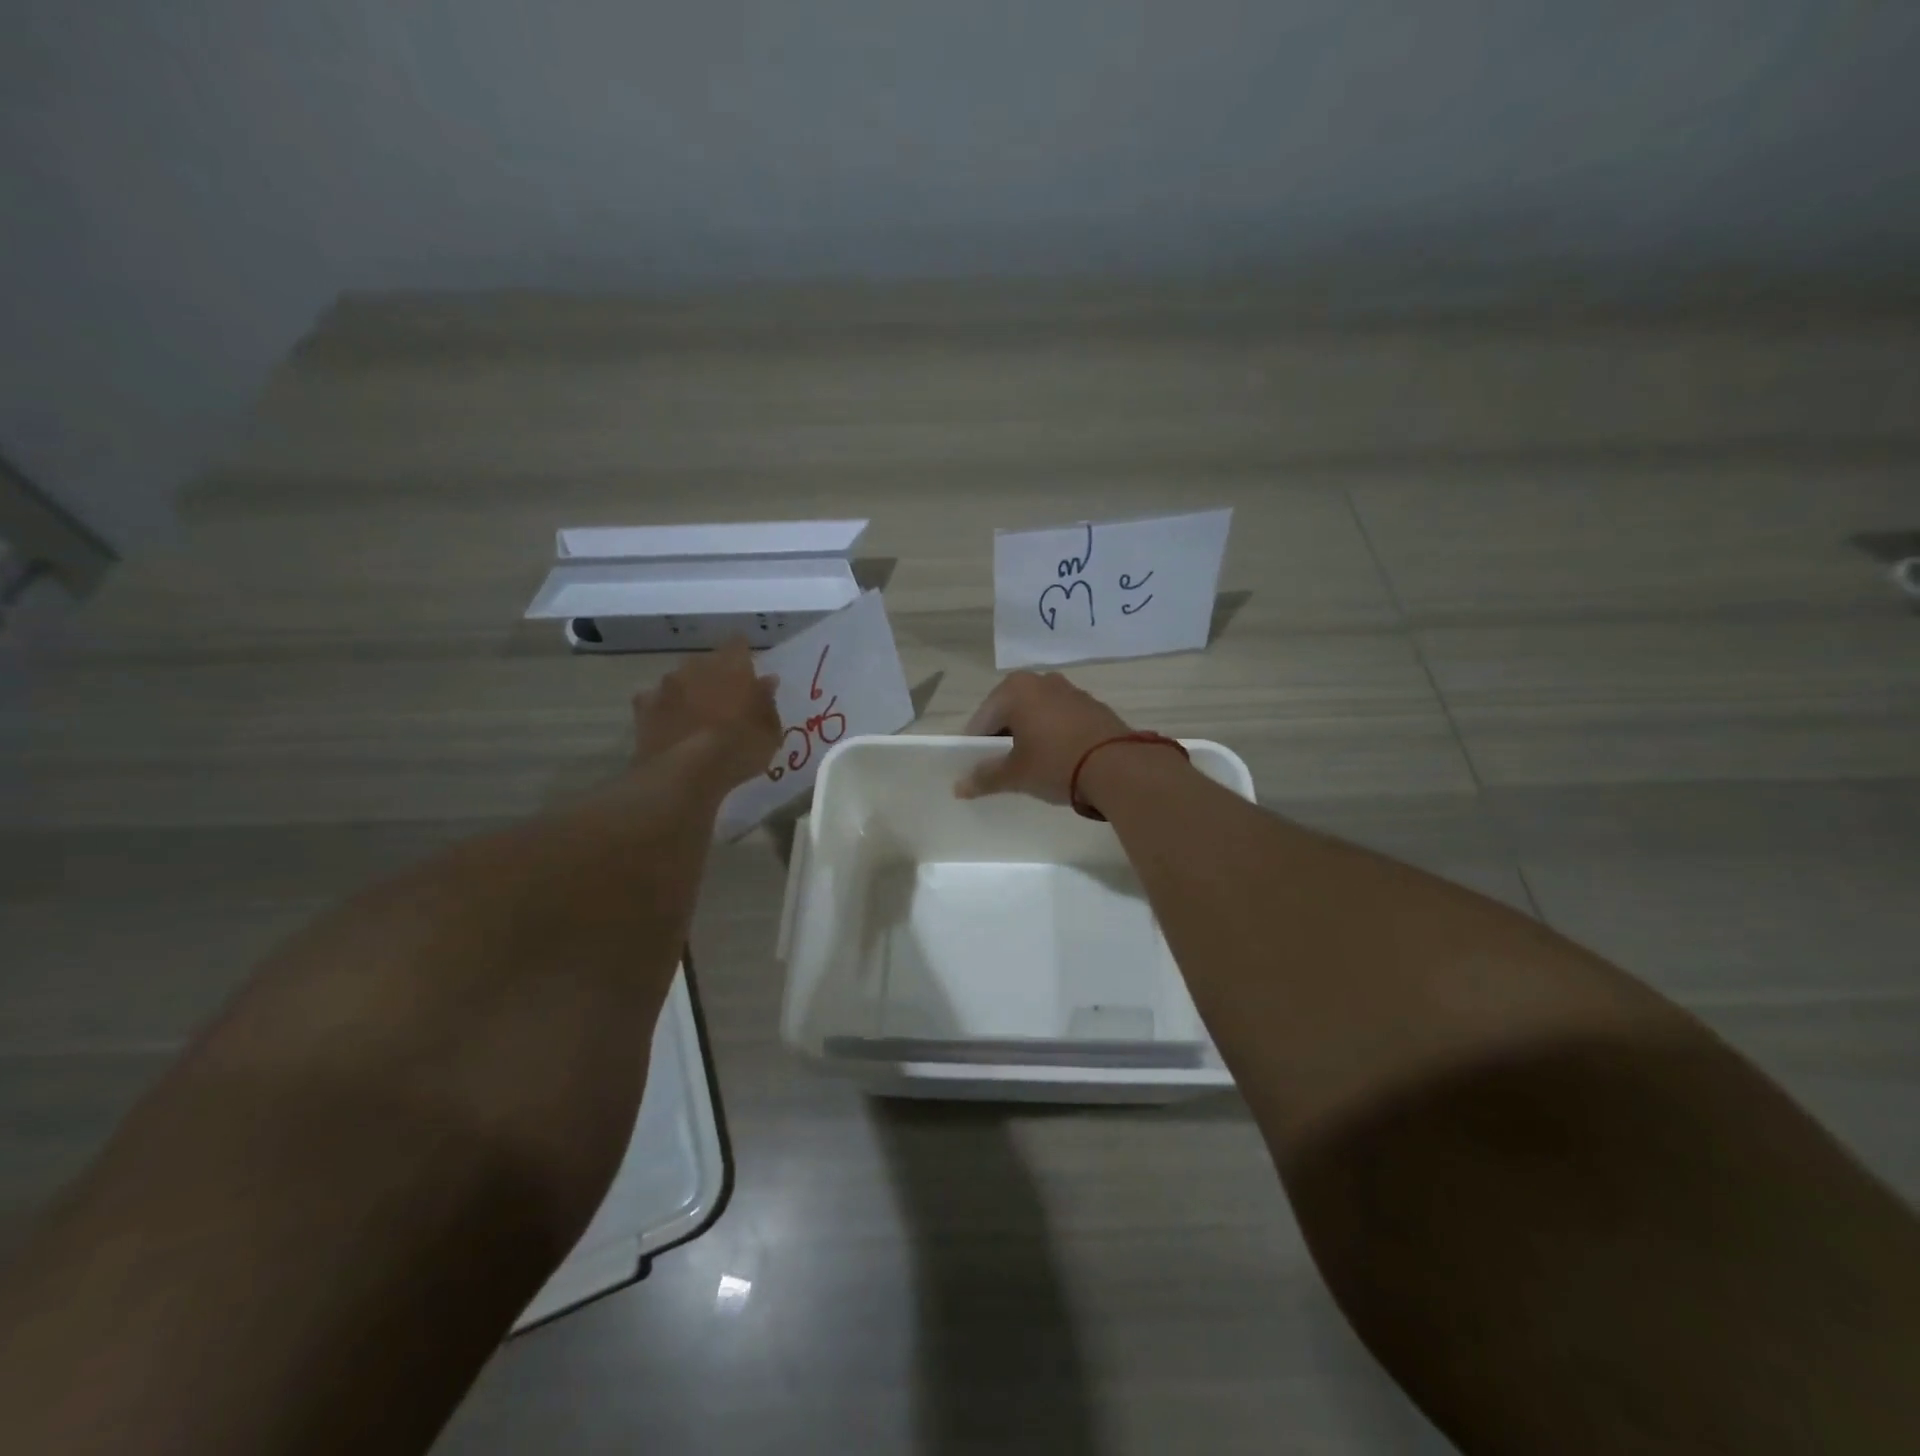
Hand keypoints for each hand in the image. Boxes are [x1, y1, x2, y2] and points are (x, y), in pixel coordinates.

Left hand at [632, 638, 781, 791]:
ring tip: (697, 716)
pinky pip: (656, 701)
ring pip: (680, 679)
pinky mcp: (643, 707)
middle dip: (715, 675)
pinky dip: (664, 709)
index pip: (738, 644)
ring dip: (689, 691)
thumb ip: (767, 702)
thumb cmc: (739, 749)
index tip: (749, 671)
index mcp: (732, 666)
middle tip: (726, 700)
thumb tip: (766, 682)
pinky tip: (671, 726)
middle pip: (707, 662)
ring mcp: (666, 685)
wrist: (685, 773)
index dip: (743, 655)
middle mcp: (697, 666)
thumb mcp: (770, 732)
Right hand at [955, 671, 1133, 803]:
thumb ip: (984, 778)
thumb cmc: (1056, 763)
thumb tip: (959, 787)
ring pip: (1036, 714)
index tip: (976, 769)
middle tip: (1001, 768)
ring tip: (1030, 765)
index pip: (981, 719)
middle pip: (1009, 712)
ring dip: (1028, 735)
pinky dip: (1052, 734)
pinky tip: (1057, 759)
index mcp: (1015, 689)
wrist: (1119, 767)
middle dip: (1002, 738)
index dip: (974, 746)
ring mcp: (1070, 690)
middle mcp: (1041, 680)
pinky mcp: (1092, 705)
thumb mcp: (1015, 775)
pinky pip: (1060, 719)